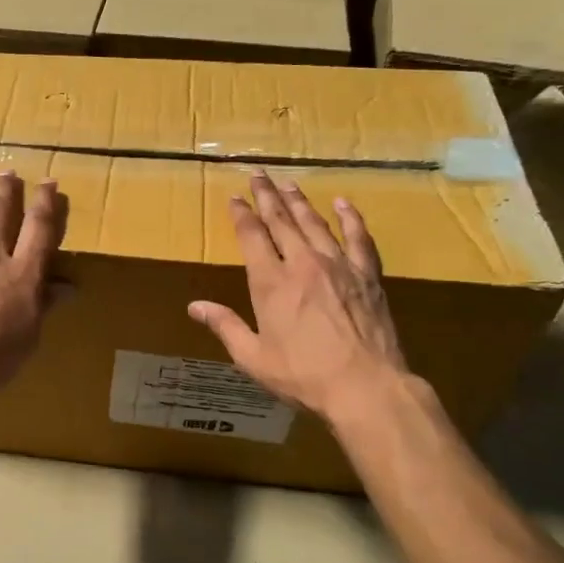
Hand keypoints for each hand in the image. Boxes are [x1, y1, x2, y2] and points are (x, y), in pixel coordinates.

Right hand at [188, 173, 409, 424]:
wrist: (366, 387)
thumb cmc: (303, 375)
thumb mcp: (253, 357)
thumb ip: (225, 326)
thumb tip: (195, 307)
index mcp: (271, 282)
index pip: (252, 236)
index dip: (242, 214)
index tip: (234, 197)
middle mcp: (303, 264)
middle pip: (282, 220)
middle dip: (267, 196)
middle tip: (258, 174)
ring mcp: (339, 266)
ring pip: (316, 223)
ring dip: (299, 201)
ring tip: (288, 183)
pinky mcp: (368, 276)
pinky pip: (359, 238)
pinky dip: (350, 218)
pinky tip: (343, 203)